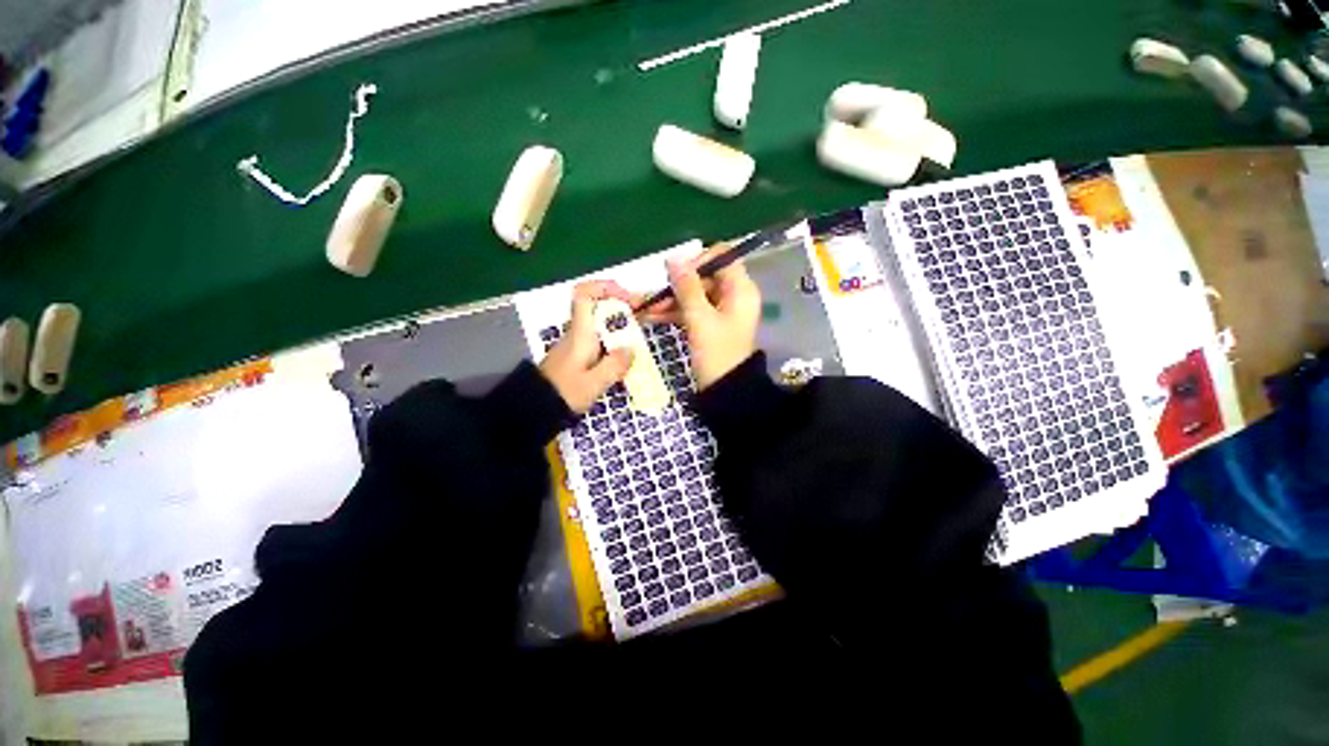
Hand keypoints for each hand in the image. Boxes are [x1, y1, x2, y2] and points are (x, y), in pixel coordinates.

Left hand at [540, 281, 634, 413]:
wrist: (536, 408)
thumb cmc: (563, 393)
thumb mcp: (593, 384)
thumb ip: (614, 366)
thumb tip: (630, 349)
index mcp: (580, 333)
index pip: (584, 295)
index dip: (606, 287)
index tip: (628, 298)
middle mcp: (579, 332)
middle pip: (599, 305)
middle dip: (624, 305)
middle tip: (646, 313)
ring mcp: (578, 342)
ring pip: (602, 321)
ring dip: (622, 320)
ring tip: (643, 328)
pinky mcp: (580, 353)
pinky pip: (601, 335)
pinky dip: (616, 336)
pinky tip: (628, 347)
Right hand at [639, 247, 760, 389]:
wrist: (725, 391)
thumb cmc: (717, 353)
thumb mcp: (700, 319)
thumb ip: (687, 288)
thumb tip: (674, 258)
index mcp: (740, 289)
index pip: (722, 256)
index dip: (698, 260)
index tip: (677, 274)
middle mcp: (733, 295)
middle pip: (703, 277)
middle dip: (676, 285)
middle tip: (652, 296)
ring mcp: (721, 311)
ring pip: (693, 295)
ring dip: (670, 300)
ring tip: (644, 308)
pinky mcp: (710, 325)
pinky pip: (691, 310)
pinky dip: (674, 312)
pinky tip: (651, 317)